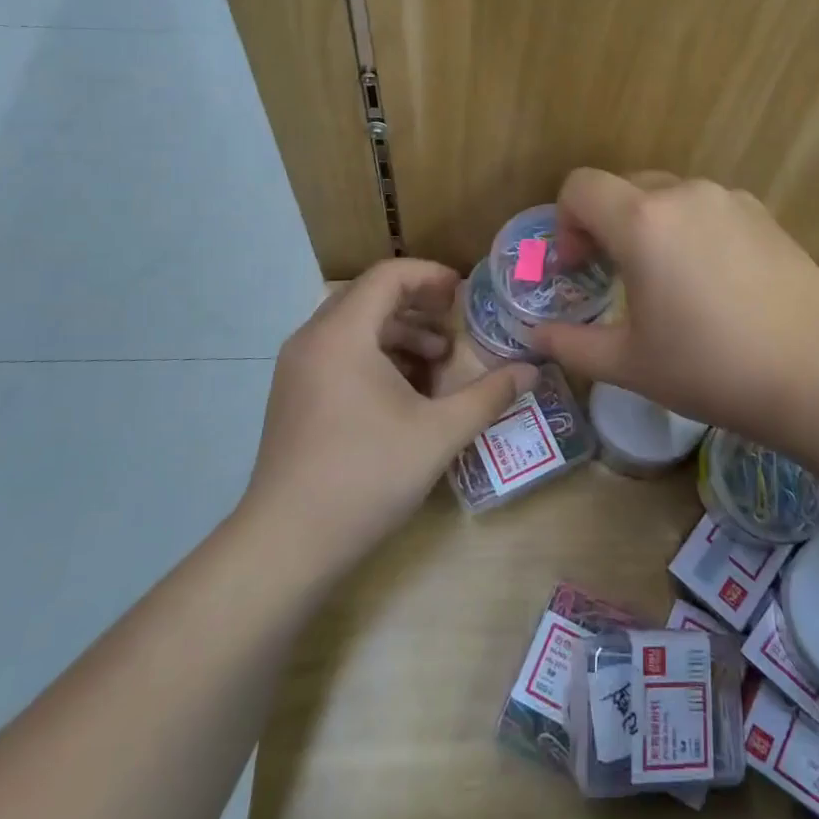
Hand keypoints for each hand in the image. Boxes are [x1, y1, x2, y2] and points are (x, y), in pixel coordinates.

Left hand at [243, 260, 534, 566]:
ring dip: (399, 333)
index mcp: (342, 334)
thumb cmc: (366, 475)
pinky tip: (407, 391)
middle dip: (418, 306)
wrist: (287, 543)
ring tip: (439, 361)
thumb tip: (532, 371)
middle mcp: (312, 340)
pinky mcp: (294, 396)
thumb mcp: (439, 433)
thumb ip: (489, 395)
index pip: (388, 276)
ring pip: (353, 327)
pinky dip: (376, 356)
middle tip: (456, 326)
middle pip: (369, 297)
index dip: (431, 276)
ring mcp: (297, 369)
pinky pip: (339, 353)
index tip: (465, 294)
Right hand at [530, 170, 818, 437]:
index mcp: (642, 221)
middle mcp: (684, 194)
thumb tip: (535, 337)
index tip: (578, 267)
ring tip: (667, 280)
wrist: (813, 372)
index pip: (580, 186)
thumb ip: (571, 344)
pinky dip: (692, 229)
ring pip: (668, 196)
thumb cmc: (708, 368)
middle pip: (623, 187)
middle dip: (605, 224)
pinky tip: (713, 280)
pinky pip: (708, 208)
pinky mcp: (763, 214)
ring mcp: (729, 199)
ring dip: (650, 226)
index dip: (566, 222)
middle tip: (613, 275)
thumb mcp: (628, 364)